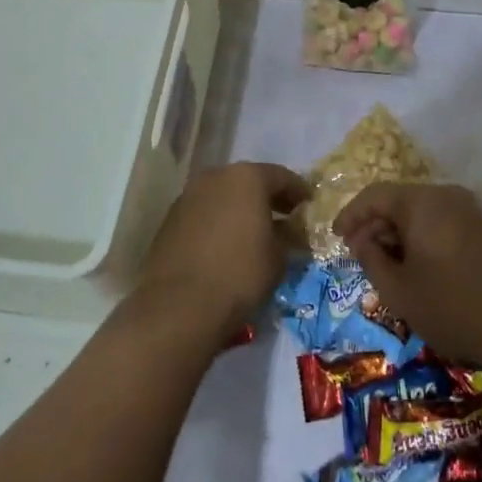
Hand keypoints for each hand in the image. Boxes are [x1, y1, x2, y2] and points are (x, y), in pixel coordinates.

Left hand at [136, 162, 309, 340]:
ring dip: (241, 209)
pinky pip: (205, 213)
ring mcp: (189, 196)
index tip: (310, 205)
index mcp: (247, 177)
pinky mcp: (170, 219)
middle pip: (249, 182)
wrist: (179, 305)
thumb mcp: (278, 257)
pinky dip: (219, 222)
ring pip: (224, 196)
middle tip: (286, 217)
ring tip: (256, 232)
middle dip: (268, 198)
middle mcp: (215, 177)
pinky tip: (228, 244)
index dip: (299, 191)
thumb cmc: (240, 274)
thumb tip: (292, 231)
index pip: (282, 176)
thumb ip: (288, 236)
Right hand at [332, 182, 481, 368]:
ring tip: (385, 266)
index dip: (350, 215)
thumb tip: (363, 240)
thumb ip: (371, 258)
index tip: (336, 238)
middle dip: (374, 226)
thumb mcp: (398, 289)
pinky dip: (420, 239)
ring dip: (397, 234)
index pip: (374, 195)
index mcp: (421, 202)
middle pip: (398, 201)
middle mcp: (445, 196)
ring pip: (419, 213)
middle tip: (359, 256)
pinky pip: (440, 223)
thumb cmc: (452, 305)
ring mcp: (468, 211)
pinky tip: (416, 268)